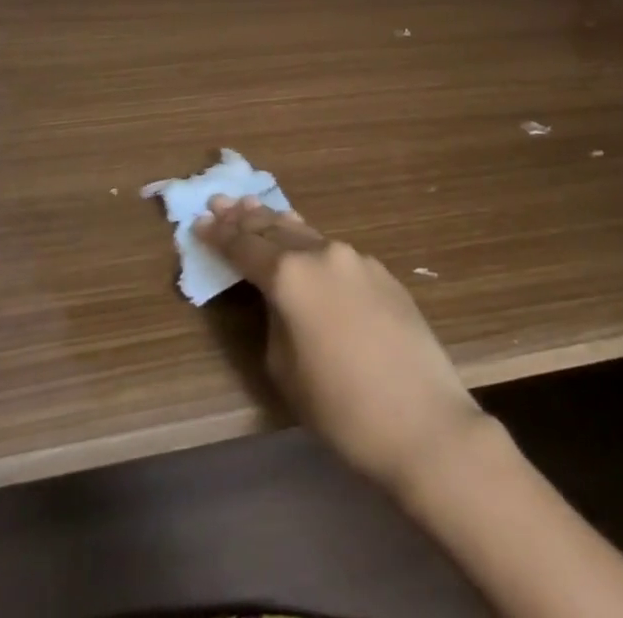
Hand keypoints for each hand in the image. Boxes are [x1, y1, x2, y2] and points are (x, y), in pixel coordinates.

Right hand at [195, 197, 489, 497]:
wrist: (423, 420)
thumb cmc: (342, 408)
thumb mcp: (286, 370)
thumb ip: (275, 320)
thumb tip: (281, 301)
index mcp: (291, 276)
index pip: (245, 248)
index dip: (219, 236)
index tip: (199, 221)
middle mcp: (322, 253)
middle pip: (275, 228)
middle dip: (245, 217)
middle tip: (220, 201)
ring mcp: (356, 258)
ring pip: (307, 233)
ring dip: (278, 223)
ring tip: (254, 208)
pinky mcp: (381, 272)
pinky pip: (334, 252)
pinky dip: (310, 244)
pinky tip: (303, 246)